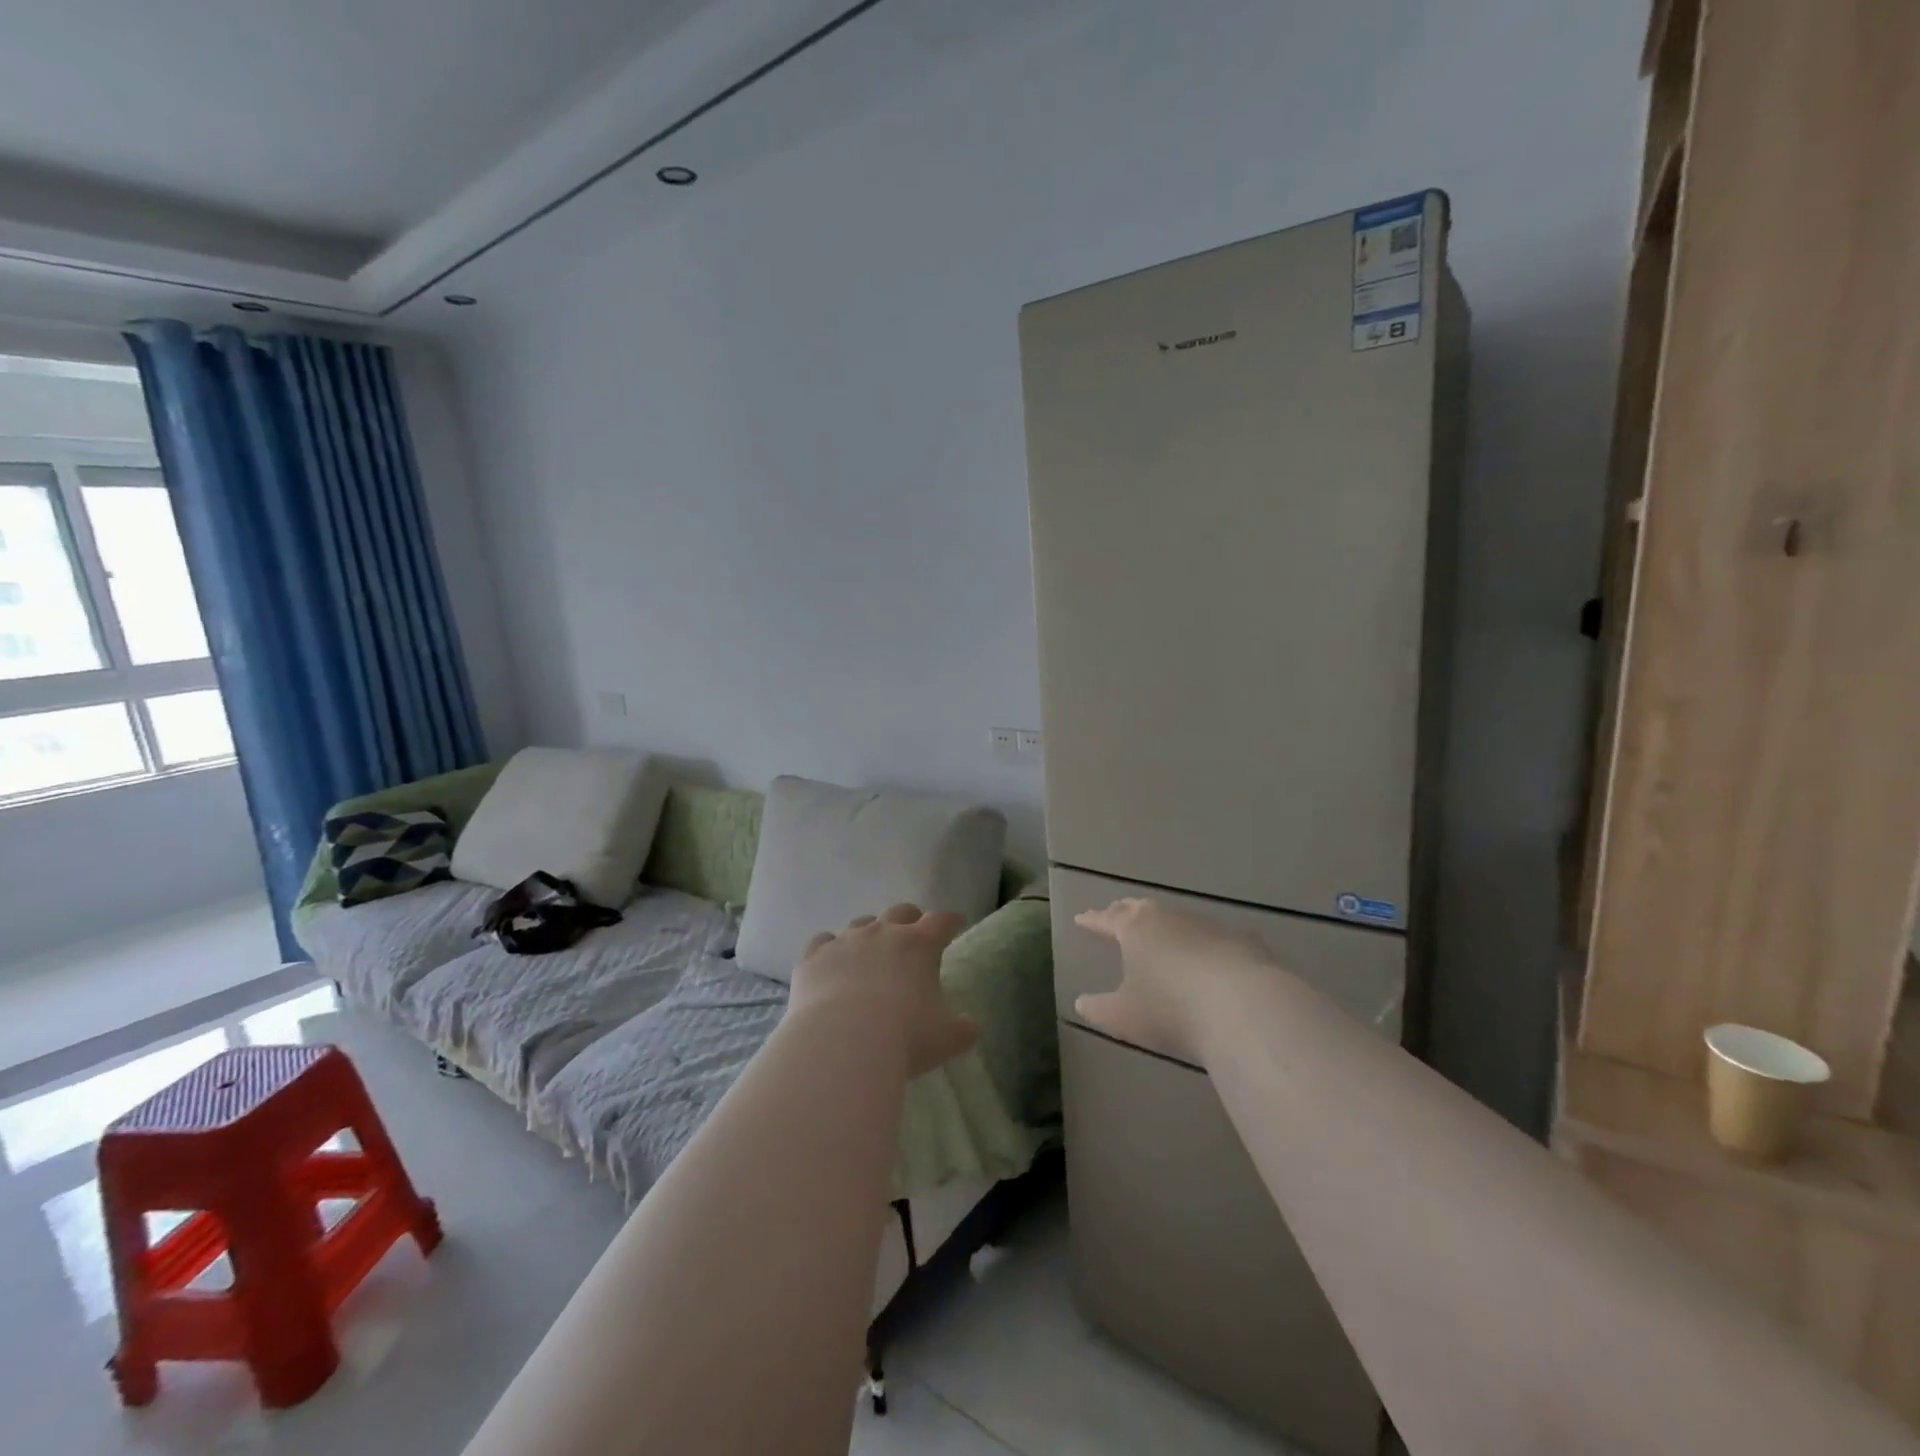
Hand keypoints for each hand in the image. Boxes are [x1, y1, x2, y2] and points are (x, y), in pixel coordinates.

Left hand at [789, 903, 979, 1076]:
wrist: (842, 1043)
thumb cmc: (904, 1037)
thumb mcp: (947, 1038)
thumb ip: (963, 1029)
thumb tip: (969, 1028)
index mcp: (920, 944)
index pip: (942, 921)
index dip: (951, 921)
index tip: (956, 923)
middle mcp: (883, 933)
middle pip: (901, 912)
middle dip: (911, 920)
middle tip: (915, 934)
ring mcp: (845, 941)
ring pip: (861, 923)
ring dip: (871, 932)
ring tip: (872, 950)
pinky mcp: (814, 956)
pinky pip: (824, 942)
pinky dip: (831, 948)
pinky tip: (831, 960)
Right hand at [1073, 898, 1267, 1062]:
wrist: (1245, 1009)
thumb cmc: (1171, 1010)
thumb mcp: (1124, 1016)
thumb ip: (1099, 1008)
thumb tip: (1082, 1002)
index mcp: (1136, 929)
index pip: (1108, 919)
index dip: (1093, 920)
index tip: (1081, 917)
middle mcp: (1170, 918)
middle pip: (1142, 909)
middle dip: (1126, 911)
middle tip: (1116, 912)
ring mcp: (1209, 927)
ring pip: (1179, 919)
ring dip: (1167, 925)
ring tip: (1161, 933)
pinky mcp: (1243, 942)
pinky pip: (1215, 938)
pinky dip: (1206, 944)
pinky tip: (1212, 954)